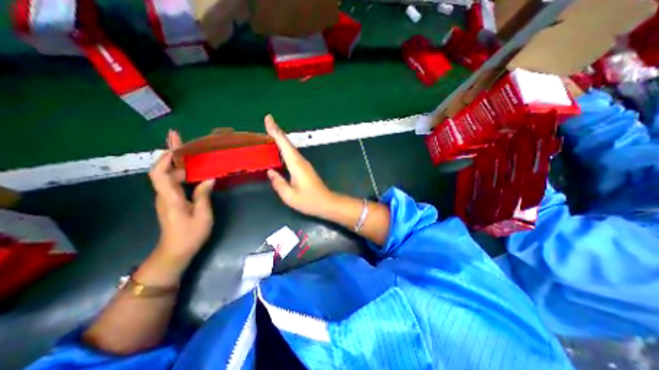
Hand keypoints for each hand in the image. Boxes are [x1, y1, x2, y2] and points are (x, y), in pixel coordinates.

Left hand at [148, 131, 215, 263]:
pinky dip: (182, 172)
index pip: (160, 173)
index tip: (175, 144)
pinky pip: (175, 182)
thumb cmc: (189, 234)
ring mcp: (168, 198)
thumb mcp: (202, 215)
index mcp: (170, 197)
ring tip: (189, 151)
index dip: (166, 157)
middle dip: (171, 153)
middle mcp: (165, 195)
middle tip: (180, 139)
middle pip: (163, 170)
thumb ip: (203, 195)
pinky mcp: (173, 201)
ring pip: (169, 176)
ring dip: (178, 162)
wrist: (176, 251)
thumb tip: (208, 179)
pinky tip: (193, 170)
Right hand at [264, 114, 336, 216]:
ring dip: (280, 139)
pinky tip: (280, 149)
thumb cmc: (309, 201)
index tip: (268, 119)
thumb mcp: (290, 196)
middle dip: (277, 132)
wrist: (326, 203)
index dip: (275, 131)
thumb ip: (279, 183)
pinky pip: (292, 154)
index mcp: (296, 165)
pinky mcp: (305, 168)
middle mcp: (301, 161)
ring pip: (290, 148)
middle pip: (287, 143)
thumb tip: (271, 172)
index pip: (284, 144)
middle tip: (266, 122)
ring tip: (269, 132)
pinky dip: (285, 148)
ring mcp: (304, 164)